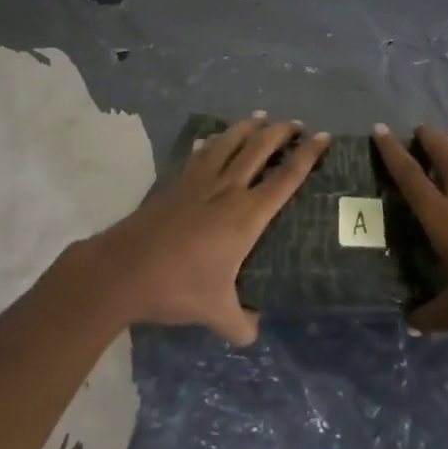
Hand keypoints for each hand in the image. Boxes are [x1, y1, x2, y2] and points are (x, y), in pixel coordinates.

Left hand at [88, 113, 329, 345]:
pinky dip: (211, 142)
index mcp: (246, 215)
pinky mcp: (176, 182)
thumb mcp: (216, 313)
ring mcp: (199, 181)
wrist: (124, 269)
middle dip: (281, 132)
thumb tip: (254, 331)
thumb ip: (241, 324)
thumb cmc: (177, 287)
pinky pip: (200, 154)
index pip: (286, 178)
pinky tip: (212, 140)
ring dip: (248, 127)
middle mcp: (227, 189)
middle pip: (260, 148)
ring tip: (260, 116)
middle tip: (296, 124)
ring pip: (229, 142)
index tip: (323, 137)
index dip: (308, 155)